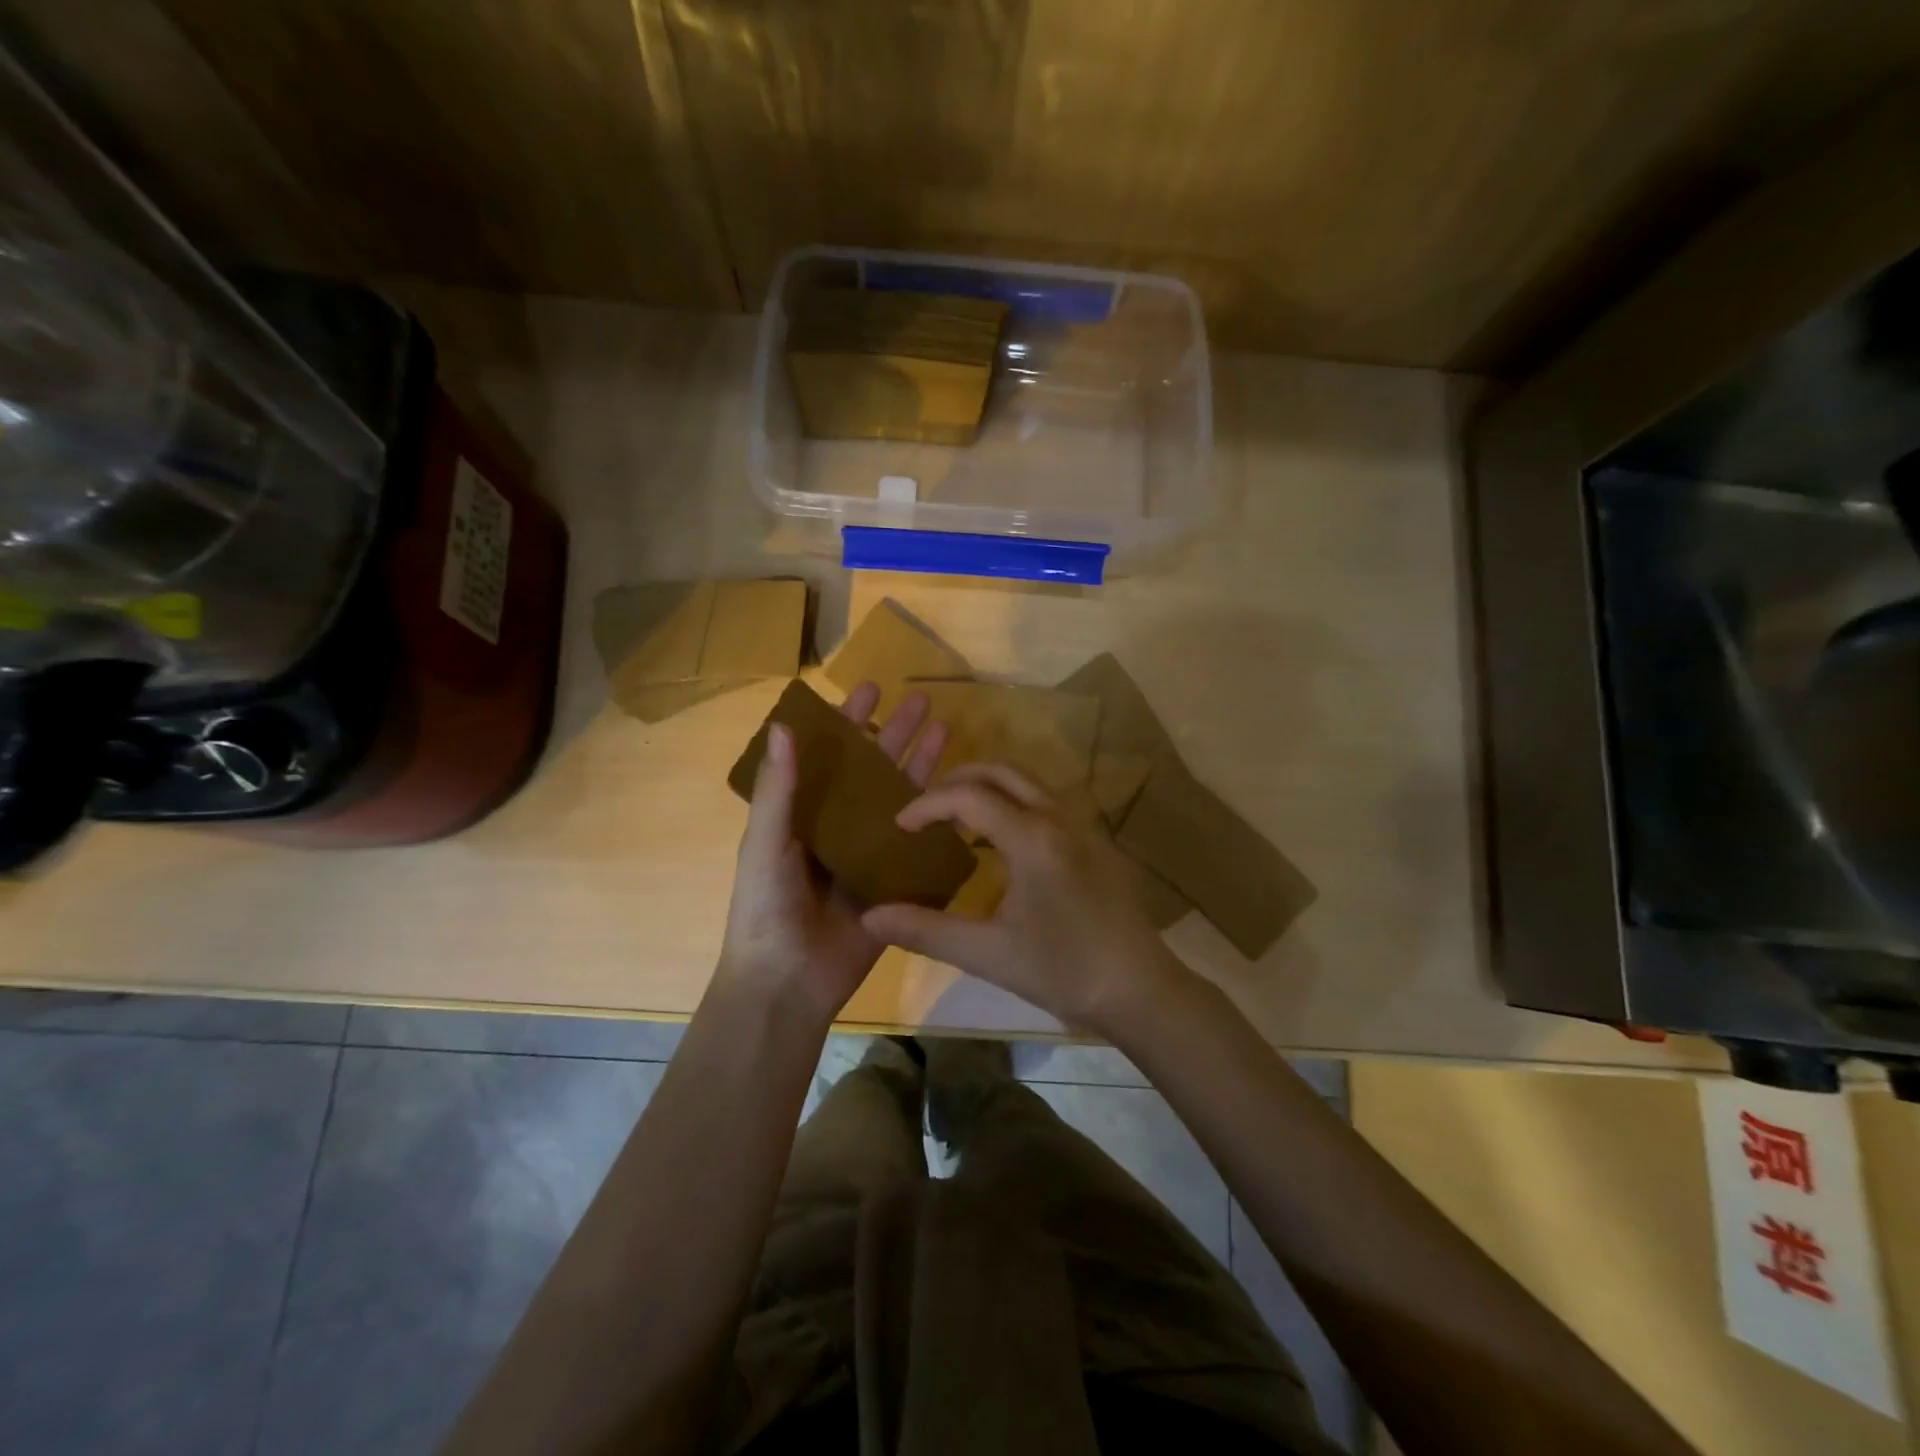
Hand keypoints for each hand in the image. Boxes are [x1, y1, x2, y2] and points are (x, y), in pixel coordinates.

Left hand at [717, 683, 947, 1024]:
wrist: (787, 984)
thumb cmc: (765, 909)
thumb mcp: (764, 845)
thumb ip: (778, 790)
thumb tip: (786, 725)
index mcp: (802, 814)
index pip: (829, 756)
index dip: (848, 722)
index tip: (870, 689)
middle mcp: (838, 827)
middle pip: (872, 771)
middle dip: (896, 735)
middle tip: (922, 701)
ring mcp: (868, 855)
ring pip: (900, 801)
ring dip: (921, 766)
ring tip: (947, 730)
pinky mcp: (893, 882)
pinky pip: (917, 845)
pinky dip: (937, 820)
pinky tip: (962, 794)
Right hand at [860, 764, 1193, 1036]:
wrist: (1140, 990)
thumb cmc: (1063, 971)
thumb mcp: (987, 954)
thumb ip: (926, 930)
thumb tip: (869, 918)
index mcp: (1033, 838)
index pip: (969, 797)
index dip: (927, 805)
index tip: (899, 826)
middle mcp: (1059, 817)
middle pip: (1001, 772)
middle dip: (957, 781)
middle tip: (925, 810)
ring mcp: (1082, 826)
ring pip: (1027, 783)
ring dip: (987, 790)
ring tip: (954, 823)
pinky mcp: (1094, 841)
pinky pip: (1044, 803)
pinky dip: (1012, 805)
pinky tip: (998, 846)